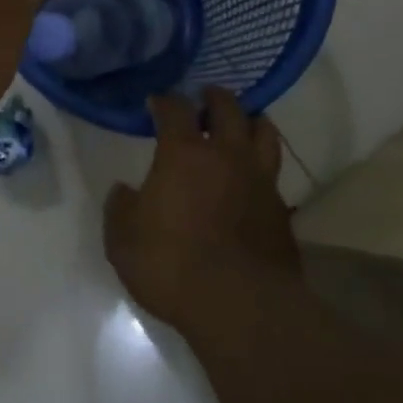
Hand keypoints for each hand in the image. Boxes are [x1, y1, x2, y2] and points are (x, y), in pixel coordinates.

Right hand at [104, 89, 300, 333]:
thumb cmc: (171, 264)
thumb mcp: (123, 240)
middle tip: (205, 97)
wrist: (239, 304)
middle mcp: (226, 156)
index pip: (175, 110)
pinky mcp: (281, 209)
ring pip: (264, 133)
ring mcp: (260, 180)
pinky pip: (273, 173)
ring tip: (242, 123)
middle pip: (228, 109)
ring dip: (251, 121)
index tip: (157, 101)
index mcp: (184, 154)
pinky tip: (253, 177)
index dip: (165, 101)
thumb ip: (121, 208)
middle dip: (215, 98)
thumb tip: (124, 191)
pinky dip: (262, 166)